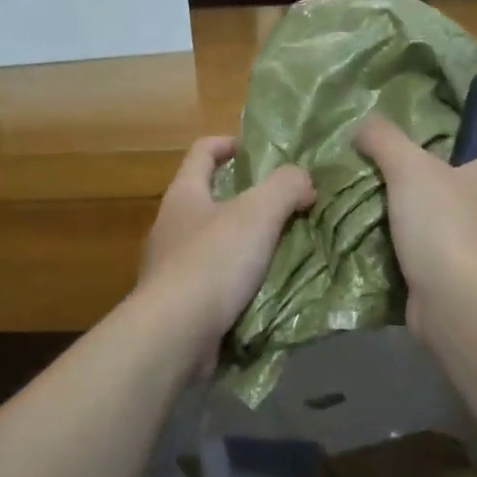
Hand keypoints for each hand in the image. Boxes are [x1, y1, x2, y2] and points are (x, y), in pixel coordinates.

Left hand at [139, 136, 315, 373]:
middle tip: (287, 205)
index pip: (202, 152)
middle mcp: (171, 226)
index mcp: (184, 195)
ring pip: (215, 243)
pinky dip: (240, 280)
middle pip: (209, 199)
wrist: (175, 334)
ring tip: (285, 248)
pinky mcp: (180, 303)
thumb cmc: (213, 262)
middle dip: (246, 199)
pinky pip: (216, 281)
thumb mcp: (258, 212)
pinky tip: (267, 288)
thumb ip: (286, 186)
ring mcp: (172, 267)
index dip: (229, 143)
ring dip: (246, 243)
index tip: (258, 150)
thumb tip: (304, 182)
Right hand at [354, 115, 476, 338]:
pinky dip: (428, 252)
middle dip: (441, 184)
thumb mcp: (408, 167)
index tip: (427, 149)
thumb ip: (384, 139)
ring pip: (460, 221)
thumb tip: (364, 124)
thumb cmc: (444, 223)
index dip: (464, 143)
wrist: (455, 300)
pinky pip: (450, 254)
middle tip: (399, 177)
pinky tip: (394, 245)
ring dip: (431, 220)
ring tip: (388, 210)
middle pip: (473, 185)